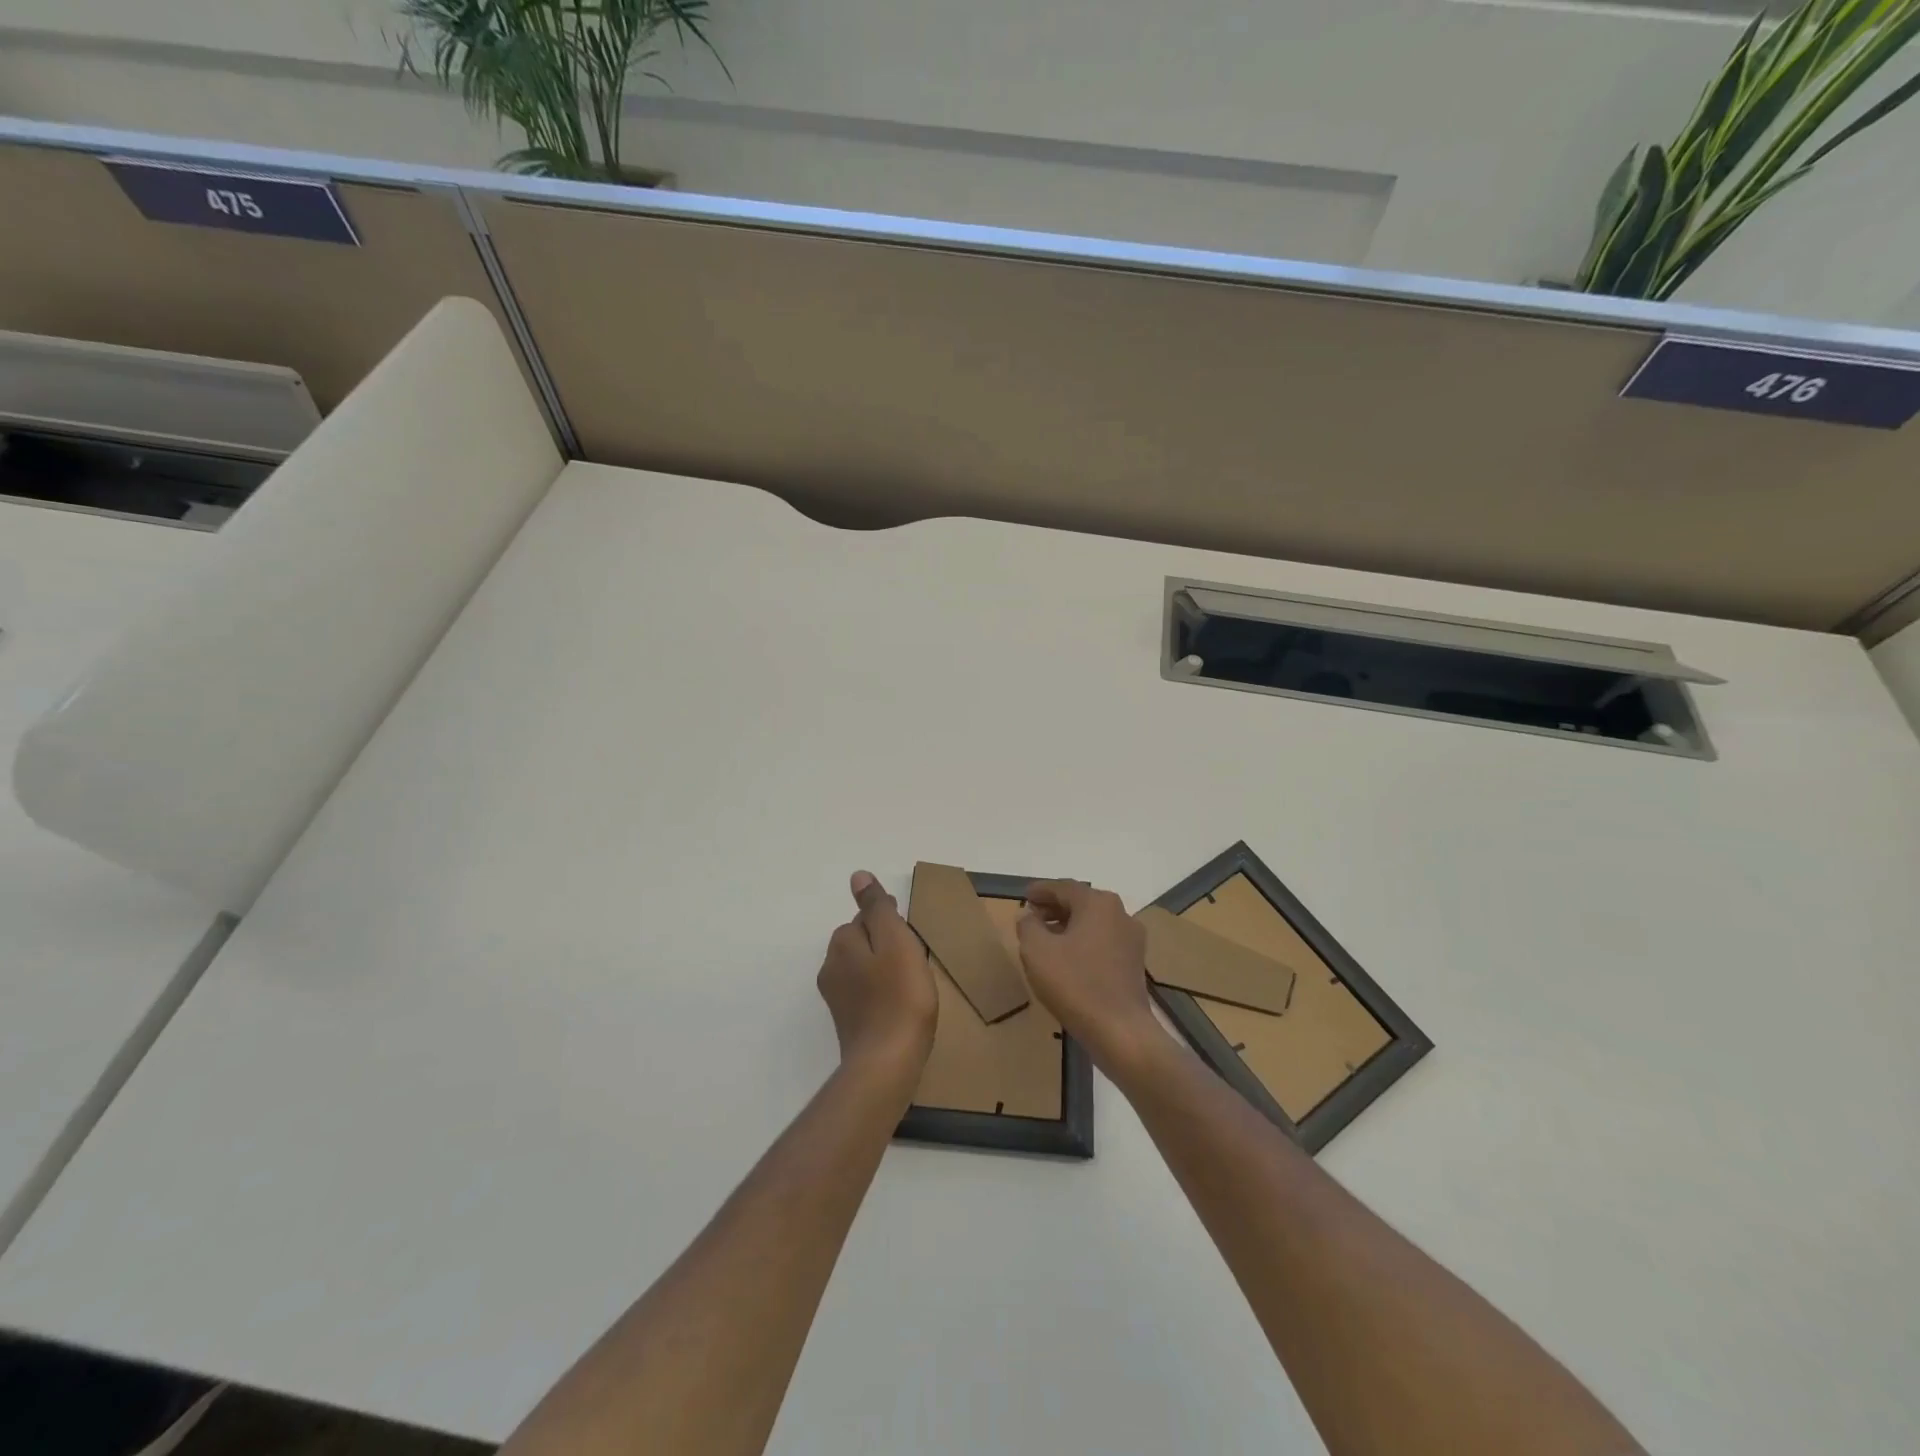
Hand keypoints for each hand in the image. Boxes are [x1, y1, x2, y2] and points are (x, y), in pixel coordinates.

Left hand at [817, 871, 937, 1073]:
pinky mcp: (847, 1022)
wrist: (888, 1063)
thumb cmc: (900, 996)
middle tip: (915, 961)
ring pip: (863, 969)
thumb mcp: (895, 940)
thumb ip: (877, 908)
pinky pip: (865, 994)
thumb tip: (857, 876)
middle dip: (886, 945)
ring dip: (884, 969)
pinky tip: (900, 1005)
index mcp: (842, 943)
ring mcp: (836, 998)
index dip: (891, 923)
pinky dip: (881, 993)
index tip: (911, 938)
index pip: (865, 918)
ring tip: (911, 984)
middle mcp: (831, 967)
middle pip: (862, 942)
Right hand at [1016, 881, 1159, 1070]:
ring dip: (1068, 926)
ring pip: (1093, 923)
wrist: (1121, 1031)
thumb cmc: (1075, 984)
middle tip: (1031, 917)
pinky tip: (1068, 960)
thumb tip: (1029, 915)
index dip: (1040, 891)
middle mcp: (1120, 913)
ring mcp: (1131, 939)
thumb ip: (1028, 925)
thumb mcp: (1037, 951)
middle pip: (1081, 902)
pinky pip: (1103, 942)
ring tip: (1046, 940)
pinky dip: (1083, 943)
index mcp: (1098, 903)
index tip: (1024, 896)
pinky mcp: (1135, 963)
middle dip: (1054, 908)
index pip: (1063, 887)